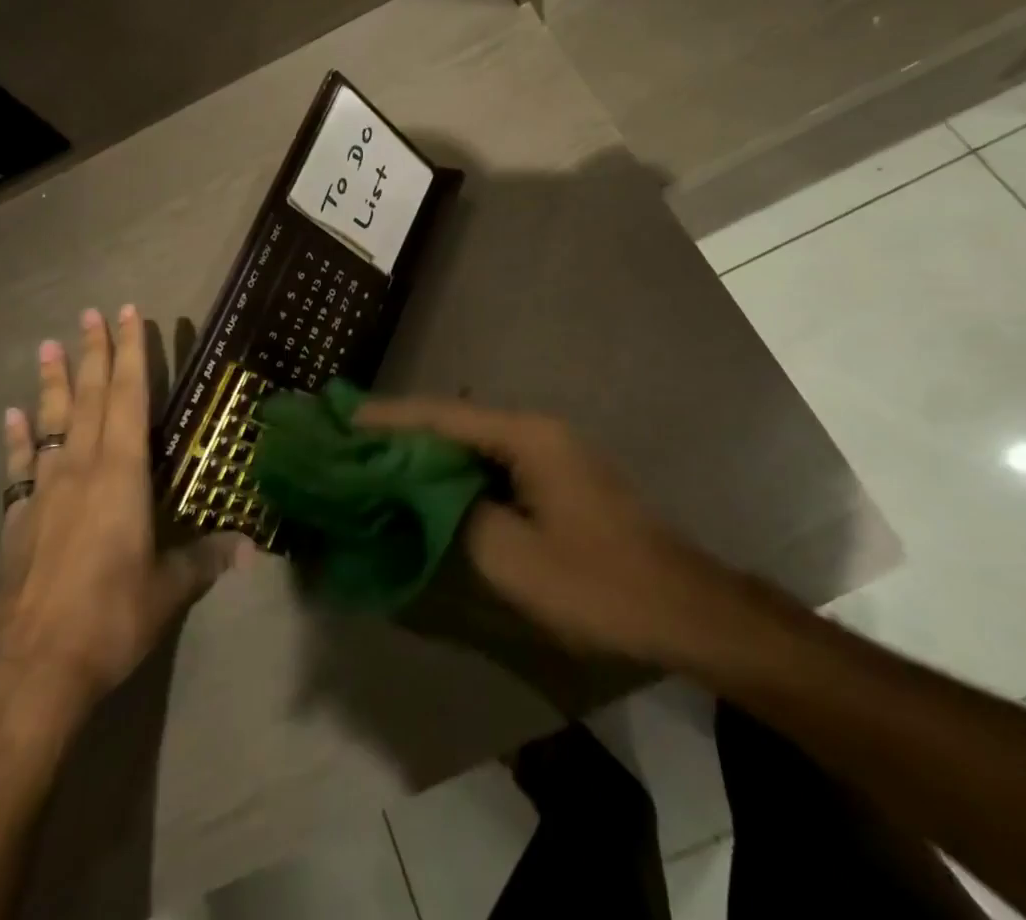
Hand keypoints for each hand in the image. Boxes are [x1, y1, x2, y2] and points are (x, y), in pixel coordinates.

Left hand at [0, 307, 252, 716]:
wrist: (34, 672)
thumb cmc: (111, 618)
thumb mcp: (169, 589)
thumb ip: (206, 559)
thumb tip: (251, 548)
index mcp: (122, 475)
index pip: (129, 399)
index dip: (131, 354)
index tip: (128, 315)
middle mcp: (82, 470)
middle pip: (89, 398)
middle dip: (94, 353)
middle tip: (91, 313)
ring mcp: (44, 492)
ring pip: (51, 423)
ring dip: (51, 382)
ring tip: (49, 345)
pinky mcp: (18, 520)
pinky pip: (18, 468)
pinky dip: (17, 439)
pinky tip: (11, 415)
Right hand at [358, 398, 727, 665]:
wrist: (685, 609)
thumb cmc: (598, 584)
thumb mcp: (513, 559)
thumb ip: (454, 519)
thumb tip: (415, 496)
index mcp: (525, 436)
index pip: (441, 416)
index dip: (388, 417)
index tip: (340, 417)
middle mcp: (535, 430)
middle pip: (454, 421)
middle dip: (401, 430)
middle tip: (349, 441)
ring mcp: (549, 451)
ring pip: (472, 442)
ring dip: (427, 451)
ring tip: (376, 460)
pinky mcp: (555, 477)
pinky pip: (492, 463)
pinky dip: (455, 471)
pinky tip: (428, 486)